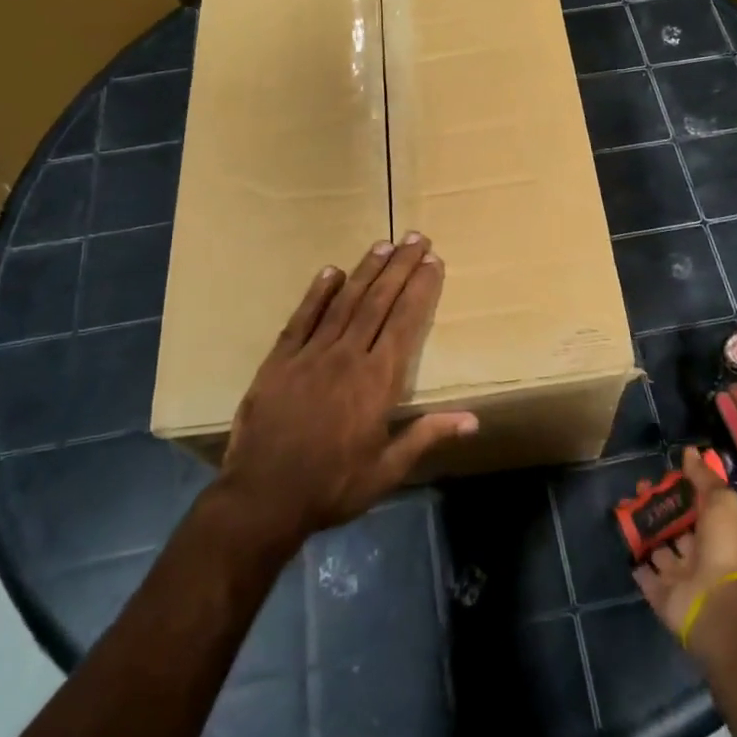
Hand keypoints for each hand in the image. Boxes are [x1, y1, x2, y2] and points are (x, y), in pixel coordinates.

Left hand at [218, 235, 477, 545]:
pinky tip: (330, 271)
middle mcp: (348, 357)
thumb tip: (473, 420)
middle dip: (400, 267)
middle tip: (417, 238)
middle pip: (379, 302)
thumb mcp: (387, 470)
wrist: (262, 498)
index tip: (434, 262)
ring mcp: (311, 355)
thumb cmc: (333, 486)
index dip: (421, 289)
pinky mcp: (279, 361)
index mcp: (378, 381)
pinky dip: (317, 293)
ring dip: (366, 271)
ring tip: (384, 244)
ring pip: (344, 302)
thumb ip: (427, 436)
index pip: (406, 322)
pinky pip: (302, 318)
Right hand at [633, 448, 736, 652]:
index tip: (660, 473)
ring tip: (623, 505)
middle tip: (637, 487)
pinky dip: (635, 559)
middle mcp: (698, 552)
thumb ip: (704, 478)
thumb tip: (690, 451)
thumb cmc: (724, 547)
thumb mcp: (722, 502)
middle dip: (657, 506)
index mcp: (716, 531)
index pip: (695, 505)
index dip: (679, 489)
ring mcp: (678, 575)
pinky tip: (622, 538)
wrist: (718, 604)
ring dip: (642, 528)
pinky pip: (644, 574)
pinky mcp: (660, 594)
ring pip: (656, 546)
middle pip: (674, 525)